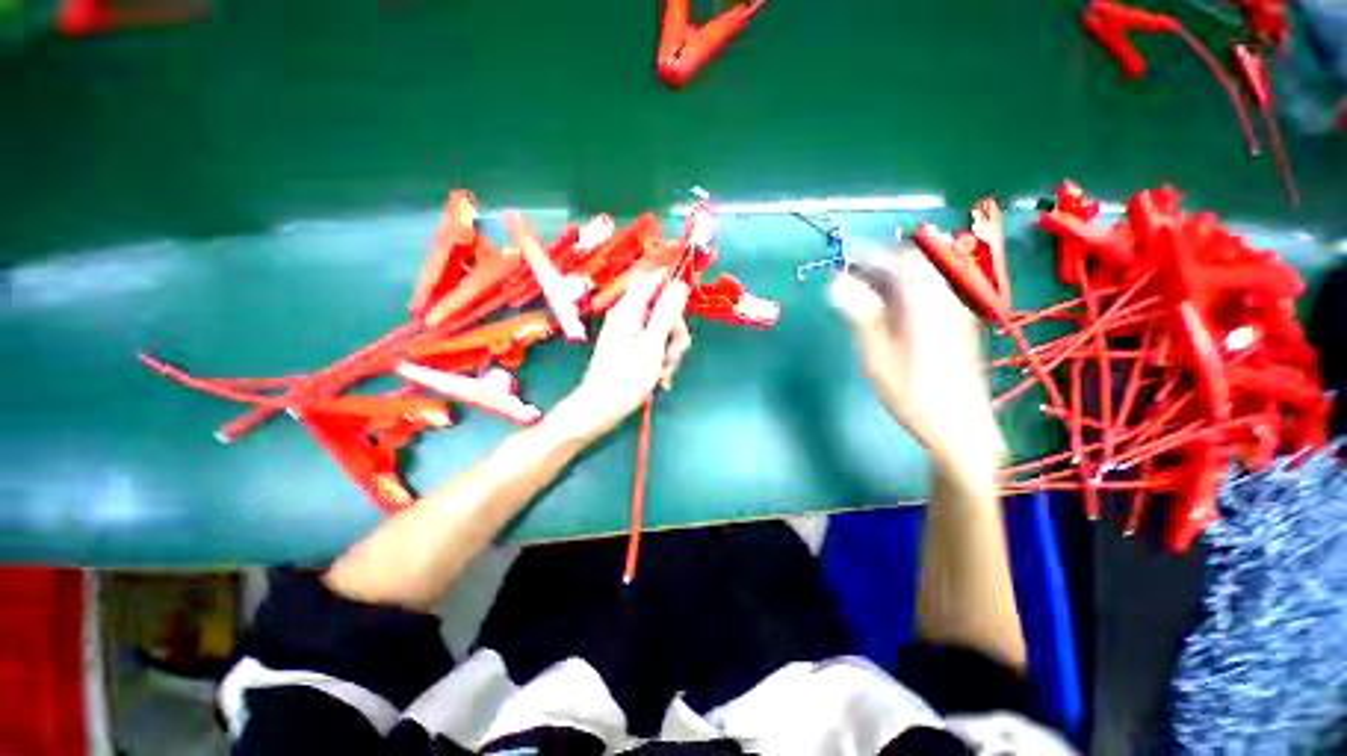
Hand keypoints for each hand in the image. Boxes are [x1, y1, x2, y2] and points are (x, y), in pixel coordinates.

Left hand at [555, 269, 692, 439]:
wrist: (601, 409)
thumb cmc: (626, 378)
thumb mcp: (652, 344)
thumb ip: (667, 313)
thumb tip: (680, 284)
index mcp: (629, 310)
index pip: (654, 280)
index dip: (673, 287)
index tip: (686, 306)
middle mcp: (629, 317)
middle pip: (663, 310)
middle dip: (674, 333)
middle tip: (672, 355)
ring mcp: (630, 334)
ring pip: (663, 330)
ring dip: (670, 351)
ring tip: (664, 372)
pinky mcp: (632, 349)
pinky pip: (655, 345)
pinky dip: (661, 360)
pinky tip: (660, 378)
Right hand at [831, 241, 1004, 487]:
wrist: (960, 429)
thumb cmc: (914, 394)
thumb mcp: (878, 355)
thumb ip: (861, 314)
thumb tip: (836, 282)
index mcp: (928, 302)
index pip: (901, 259)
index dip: (871, 253)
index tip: (845, 258)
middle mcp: (946, 300)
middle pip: (914, 266)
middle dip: (880, 265)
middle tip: (849, 277)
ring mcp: (955, 313)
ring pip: (921, 281)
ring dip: (890, 280)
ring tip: (861, 293)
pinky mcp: (956, 327)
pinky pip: (928, 296)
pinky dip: (903, 294)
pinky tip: (886, 312)